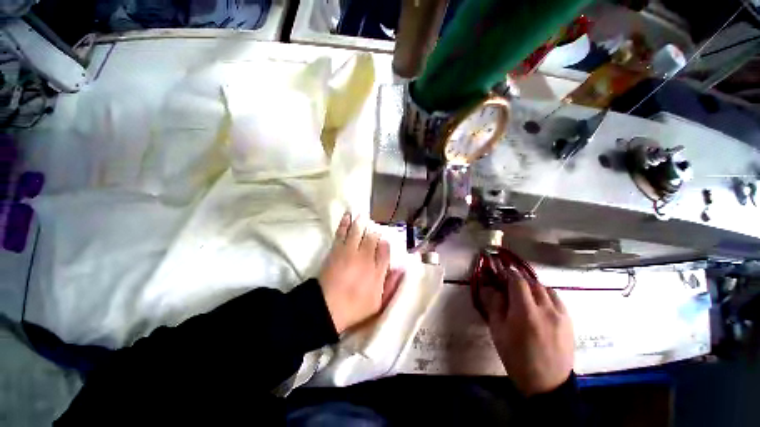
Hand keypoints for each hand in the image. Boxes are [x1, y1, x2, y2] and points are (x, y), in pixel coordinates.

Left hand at [319, 212, 400, 332]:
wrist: (326, 307)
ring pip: (359, 232)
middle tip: (375, 226)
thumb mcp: (378, 303)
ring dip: (362, 222)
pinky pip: (342, 232)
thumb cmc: (355, 307)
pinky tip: (348, 216)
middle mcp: (365, 257)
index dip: (385, 243)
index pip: (385, 251)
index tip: (384, 240)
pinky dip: (345, 223)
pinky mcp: (337, 250)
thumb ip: (391, 285)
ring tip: (363, 214)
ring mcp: (350, 252)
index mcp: (377, 271)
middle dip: (375, 231)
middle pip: (373, 238)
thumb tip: (401, 269)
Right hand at [480, 262, 573, 395]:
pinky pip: (557, 299)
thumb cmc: (516, 358)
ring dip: (533, 287)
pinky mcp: (569, 321)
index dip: (508, 274)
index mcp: (525, 312)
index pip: (517, 281)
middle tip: (510, 283)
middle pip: (532, 282)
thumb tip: (492, 288)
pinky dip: (546, 295)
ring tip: (525, 294)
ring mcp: (561, 315)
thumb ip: (494, 305)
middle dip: (519, 280)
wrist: (547, 384)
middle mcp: (546, 309)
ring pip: (546, 289)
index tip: (501, 272)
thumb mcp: (497, 331)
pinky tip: (540, 304)